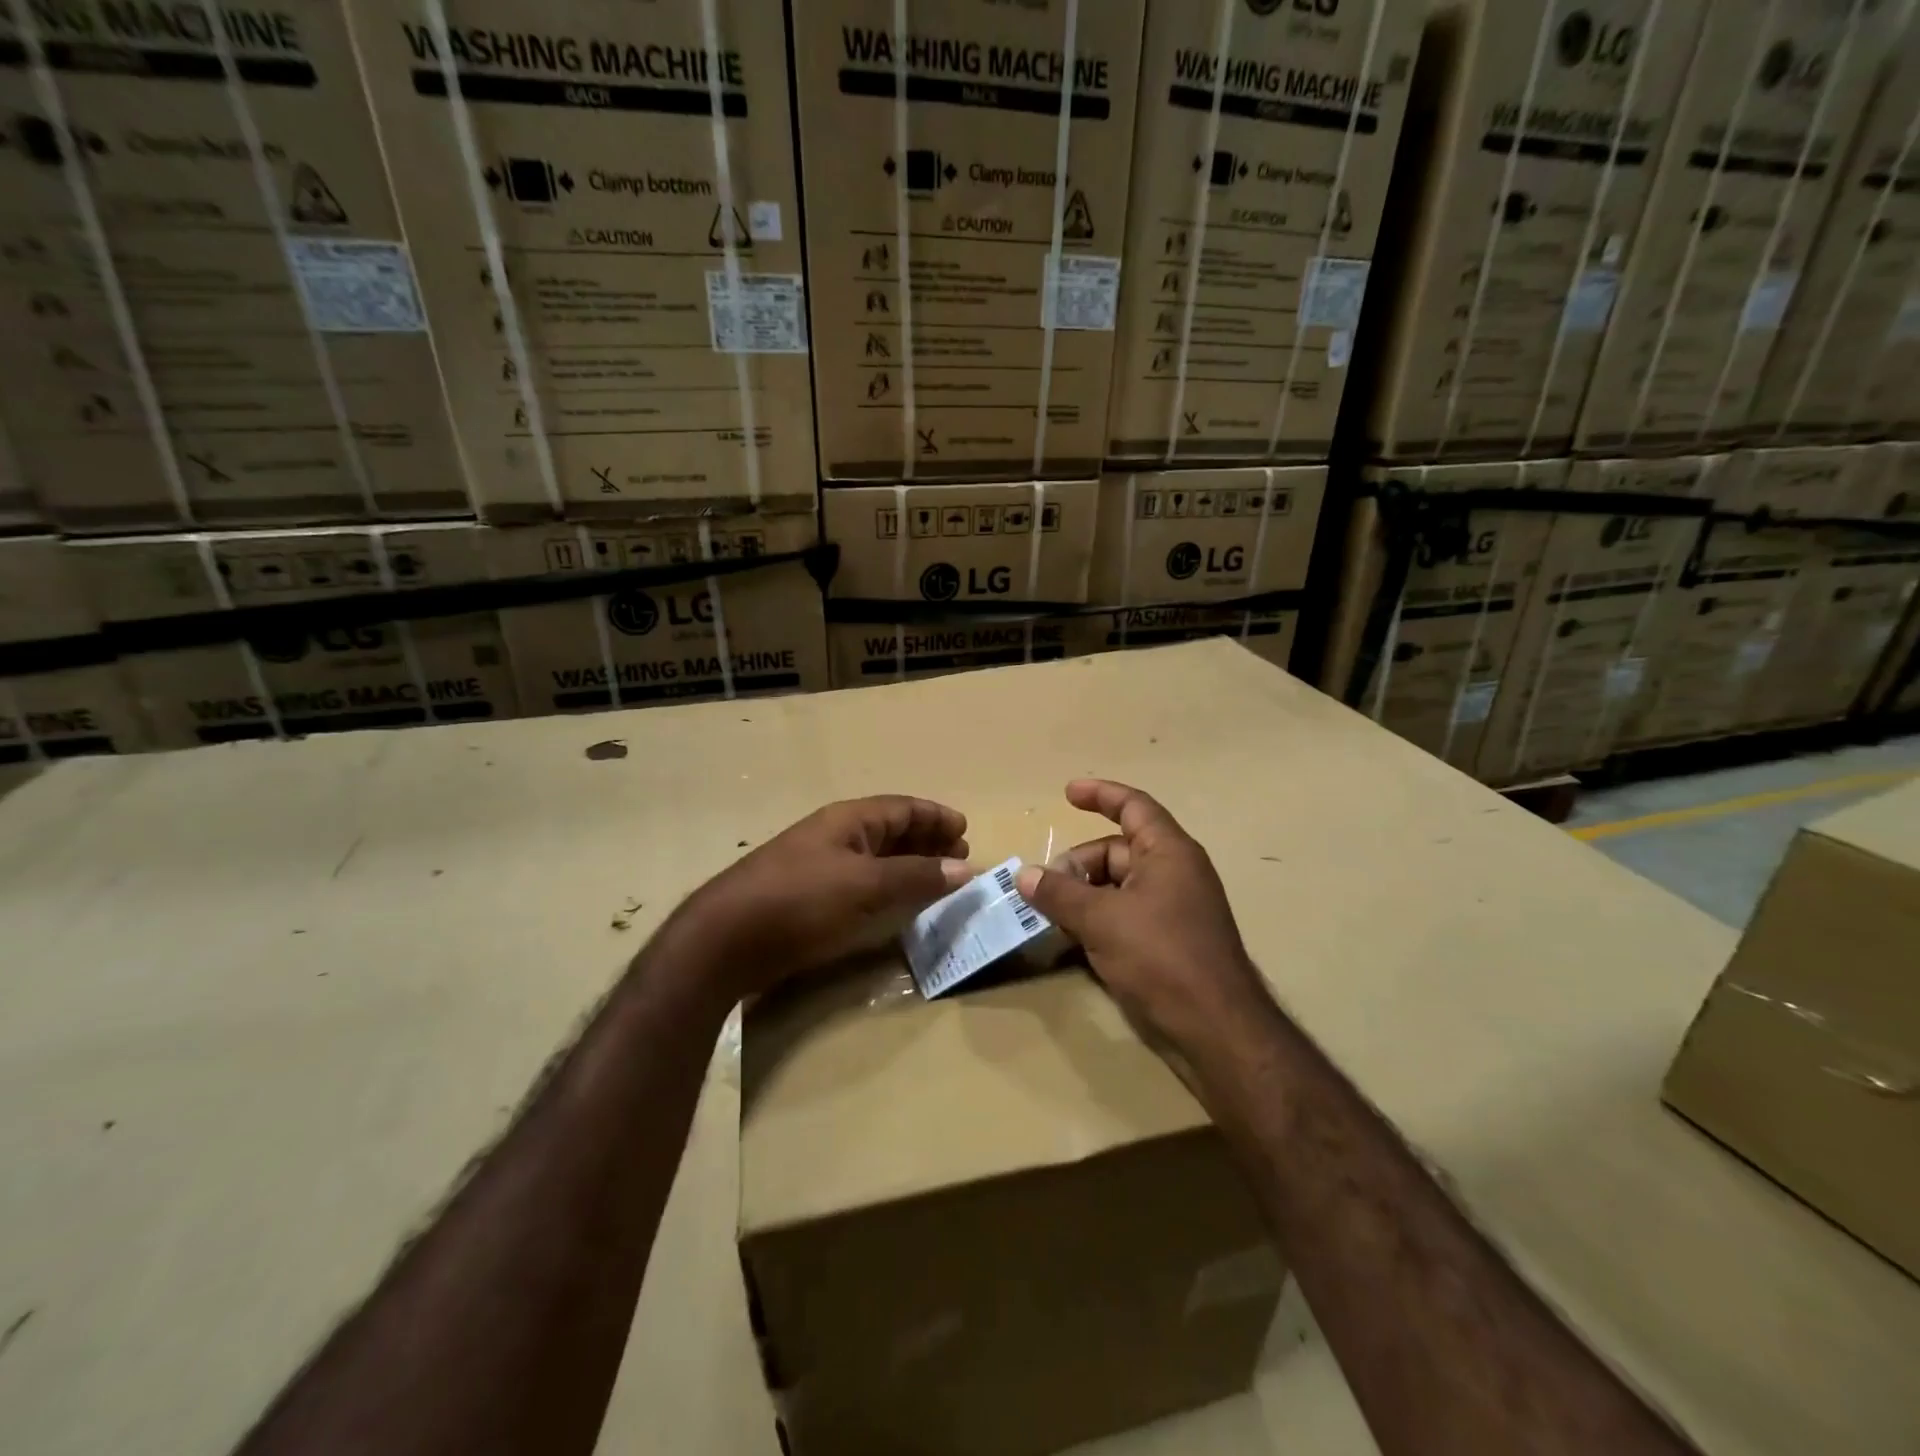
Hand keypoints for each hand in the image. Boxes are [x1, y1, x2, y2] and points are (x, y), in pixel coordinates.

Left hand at [677, 796, 971, 1001]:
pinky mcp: (809, 899)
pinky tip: (896, 907)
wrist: (726, 940)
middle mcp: (835, 836)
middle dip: (926, 841)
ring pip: (876, 859)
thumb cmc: (800, 900)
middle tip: (957, 860)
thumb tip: (963, 868)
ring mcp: (819, 867)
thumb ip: (916, 876)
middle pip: (890, 830)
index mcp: (848, 820)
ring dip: (908, 867)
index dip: (935, 817)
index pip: (902, 808)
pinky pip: (861, 885)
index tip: (964, 831)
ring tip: (936, 883)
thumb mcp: (865, 885)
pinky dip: (886, 889)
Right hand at [1016, 779, 1268, 1052]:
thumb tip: (1024, 875)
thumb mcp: (1101, 920)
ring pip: (1118, 886)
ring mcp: (1174, 908)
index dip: (1100, 794)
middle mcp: (1174, 872)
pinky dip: (1099, 918)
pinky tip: (1075, 939)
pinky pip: (1126, 914)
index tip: (1066, 793)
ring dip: (1084, 895)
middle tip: (1043, 888)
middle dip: (1078, 864)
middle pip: (1117, 850)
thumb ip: (1059, 893)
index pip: (1133, 806)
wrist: (1215, 1028)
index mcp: (1168, 852)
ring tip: (1052, 915)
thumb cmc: (1161, 956)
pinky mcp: (1170, 940)